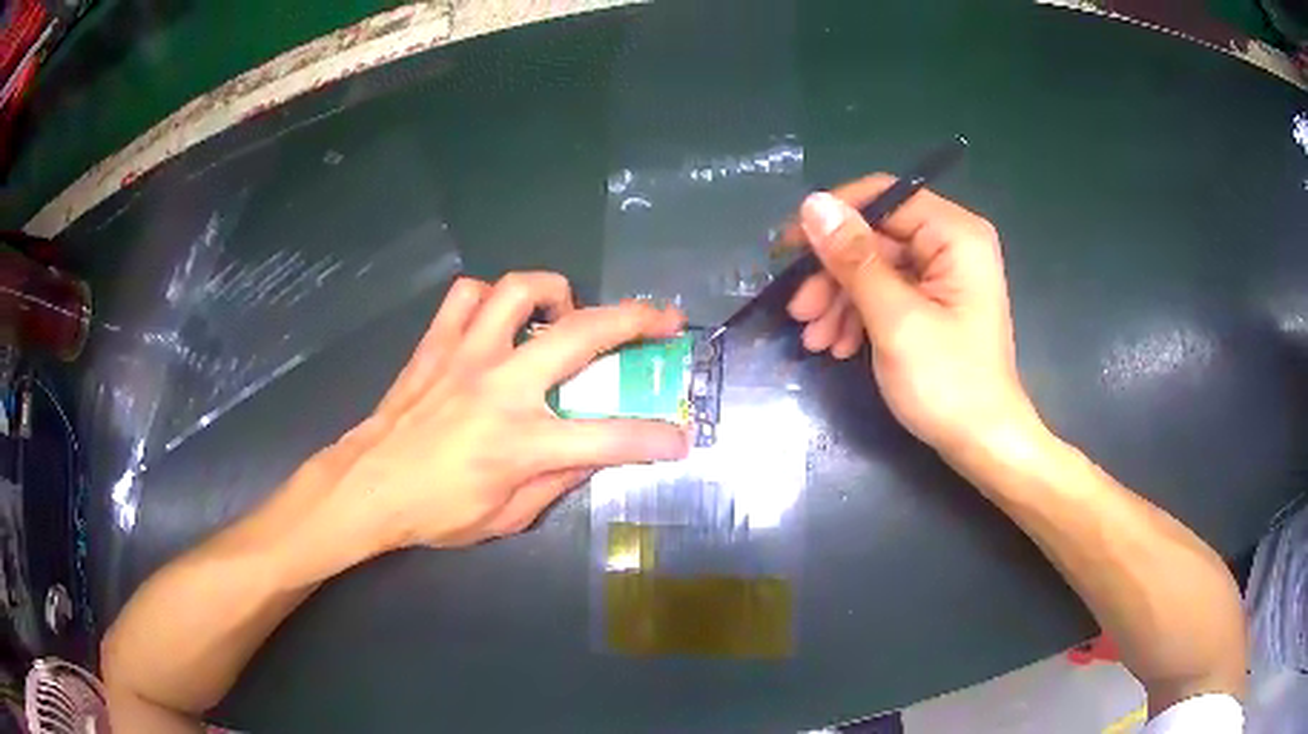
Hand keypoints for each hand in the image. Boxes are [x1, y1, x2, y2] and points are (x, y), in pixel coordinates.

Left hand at [296, 272, 689, 555]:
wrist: (367, 486)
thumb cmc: (436, 512)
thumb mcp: (507, 518)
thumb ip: (557, 482)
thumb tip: (594, 454)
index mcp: (521, 443)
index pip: (608, 439)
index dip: (654, 440)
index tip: (681, 438)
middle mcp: (500, 387)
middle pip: (582, 335)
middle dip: (638, 321)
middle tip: (665, 320)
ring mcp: (466, 355)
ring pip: (519, 290)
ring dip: (557, 290)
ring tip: (567, 311)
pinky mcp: (437, 343)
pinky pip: (467, 295)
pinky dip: (492, 296)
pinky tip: (500, 318)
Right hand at [787, 176, 1039, 452]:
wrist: (983, 444)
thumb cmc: (948, 383)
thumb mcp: (895, 319)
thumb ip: (854, 259)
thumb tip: (813, 204)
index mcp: (955, 234)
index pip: (884, 197)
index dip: (834, 217)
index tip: (790, 249)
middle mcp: (951, 244)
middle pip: (876, 237)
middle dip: (834, 275)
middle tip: (800, 311)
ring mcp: (943, 275)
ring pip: (876, 268)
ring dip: (840, 301)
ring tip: (815, 339)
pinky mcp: (934, 303)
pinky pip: (887, 293)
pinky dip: (859, 316)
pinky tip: (839, 346)